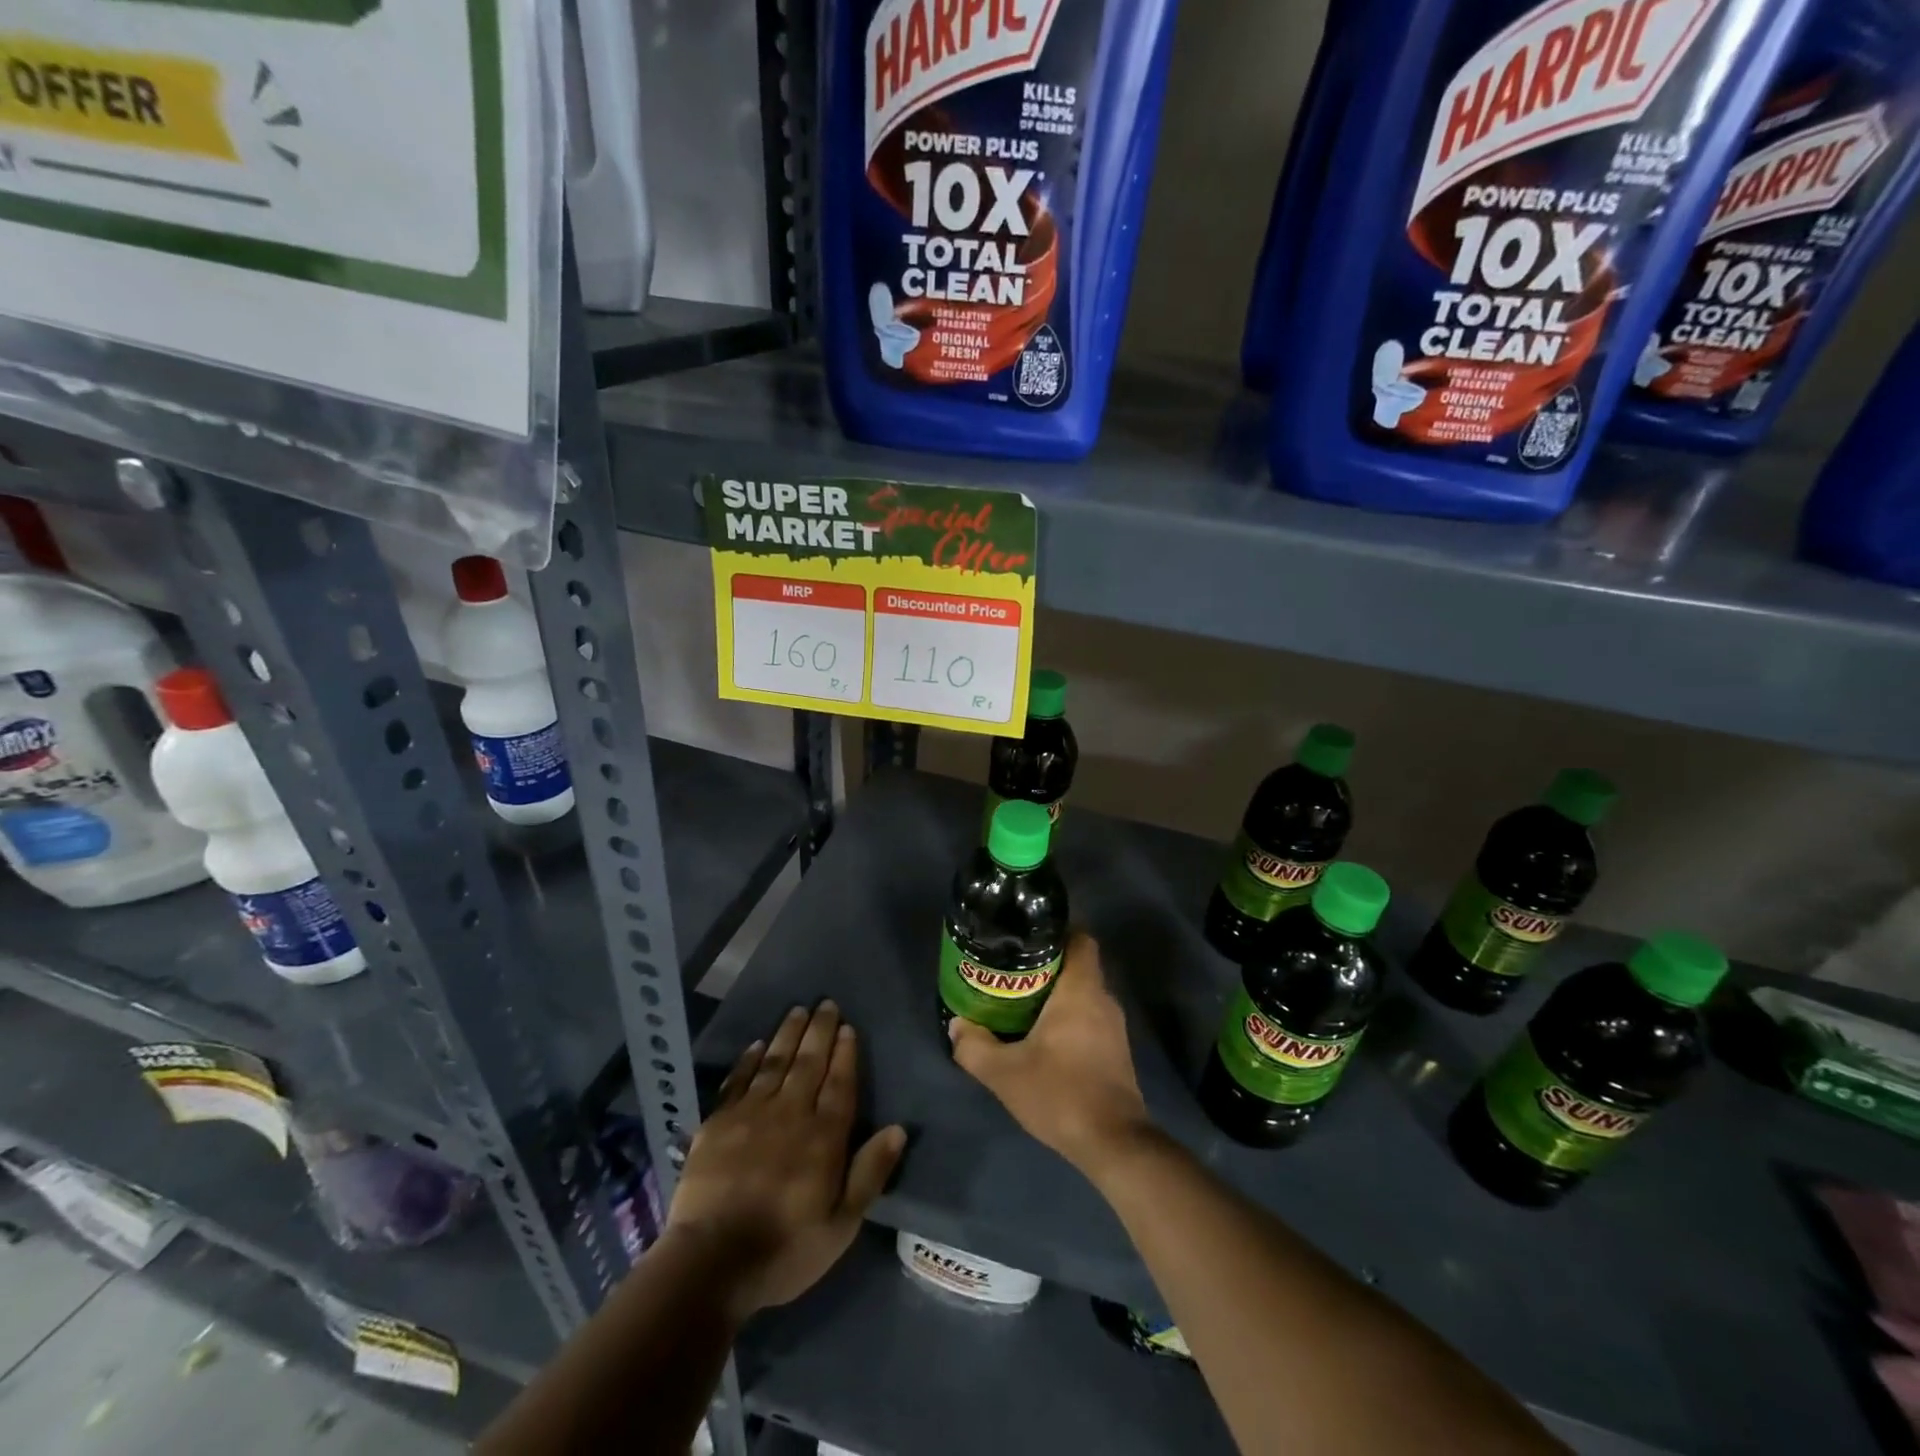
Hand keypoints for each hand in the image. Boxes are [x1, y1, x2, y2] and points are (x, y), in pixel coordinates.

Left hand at [666, 1001, 905, 1318]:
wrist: (711, 1263)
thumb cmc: (785, 1249)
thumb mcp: (842, 1225)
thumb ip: (870, 1173)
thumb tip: (898, 1128)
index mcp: (823, 1136)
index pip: (839, 1083)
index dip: (845, 1053)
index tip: (848, 1026)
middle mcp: (790, 1113)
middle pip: (809, 1063)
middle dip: (820, 1031)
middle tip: (826, 1003)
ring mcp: (751, 1114)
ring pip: (775, 1062)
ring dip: (788, 1034)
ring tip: (798, 1010)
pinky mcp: (718, 1123)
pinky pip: (738, 1080)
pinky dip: (749, 1060)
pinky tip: (757, 1045)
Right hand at [948, 933, 1156, 1179]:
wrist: (1113, 1143)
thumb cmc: (1060, 1093)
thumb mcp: (1004, 1073)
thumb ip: (974, 1047)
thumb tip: (957, 1025)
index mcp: (1081, 990)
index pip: (1081, 938)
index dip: (1057, 931)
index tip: (1028, 936)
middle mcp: (1103, 1000)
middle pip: (1078, 965)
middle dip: (1047, 965)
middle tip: (1011, 971)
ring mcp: (1114, 1027)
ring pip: (1084, 994)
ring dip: (1057, 994)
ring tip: (1021, 1002)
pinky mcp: (1117, 1052)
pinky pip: (1091, 1018)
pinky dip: (1070, 1018)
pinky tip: (1044, 1036)